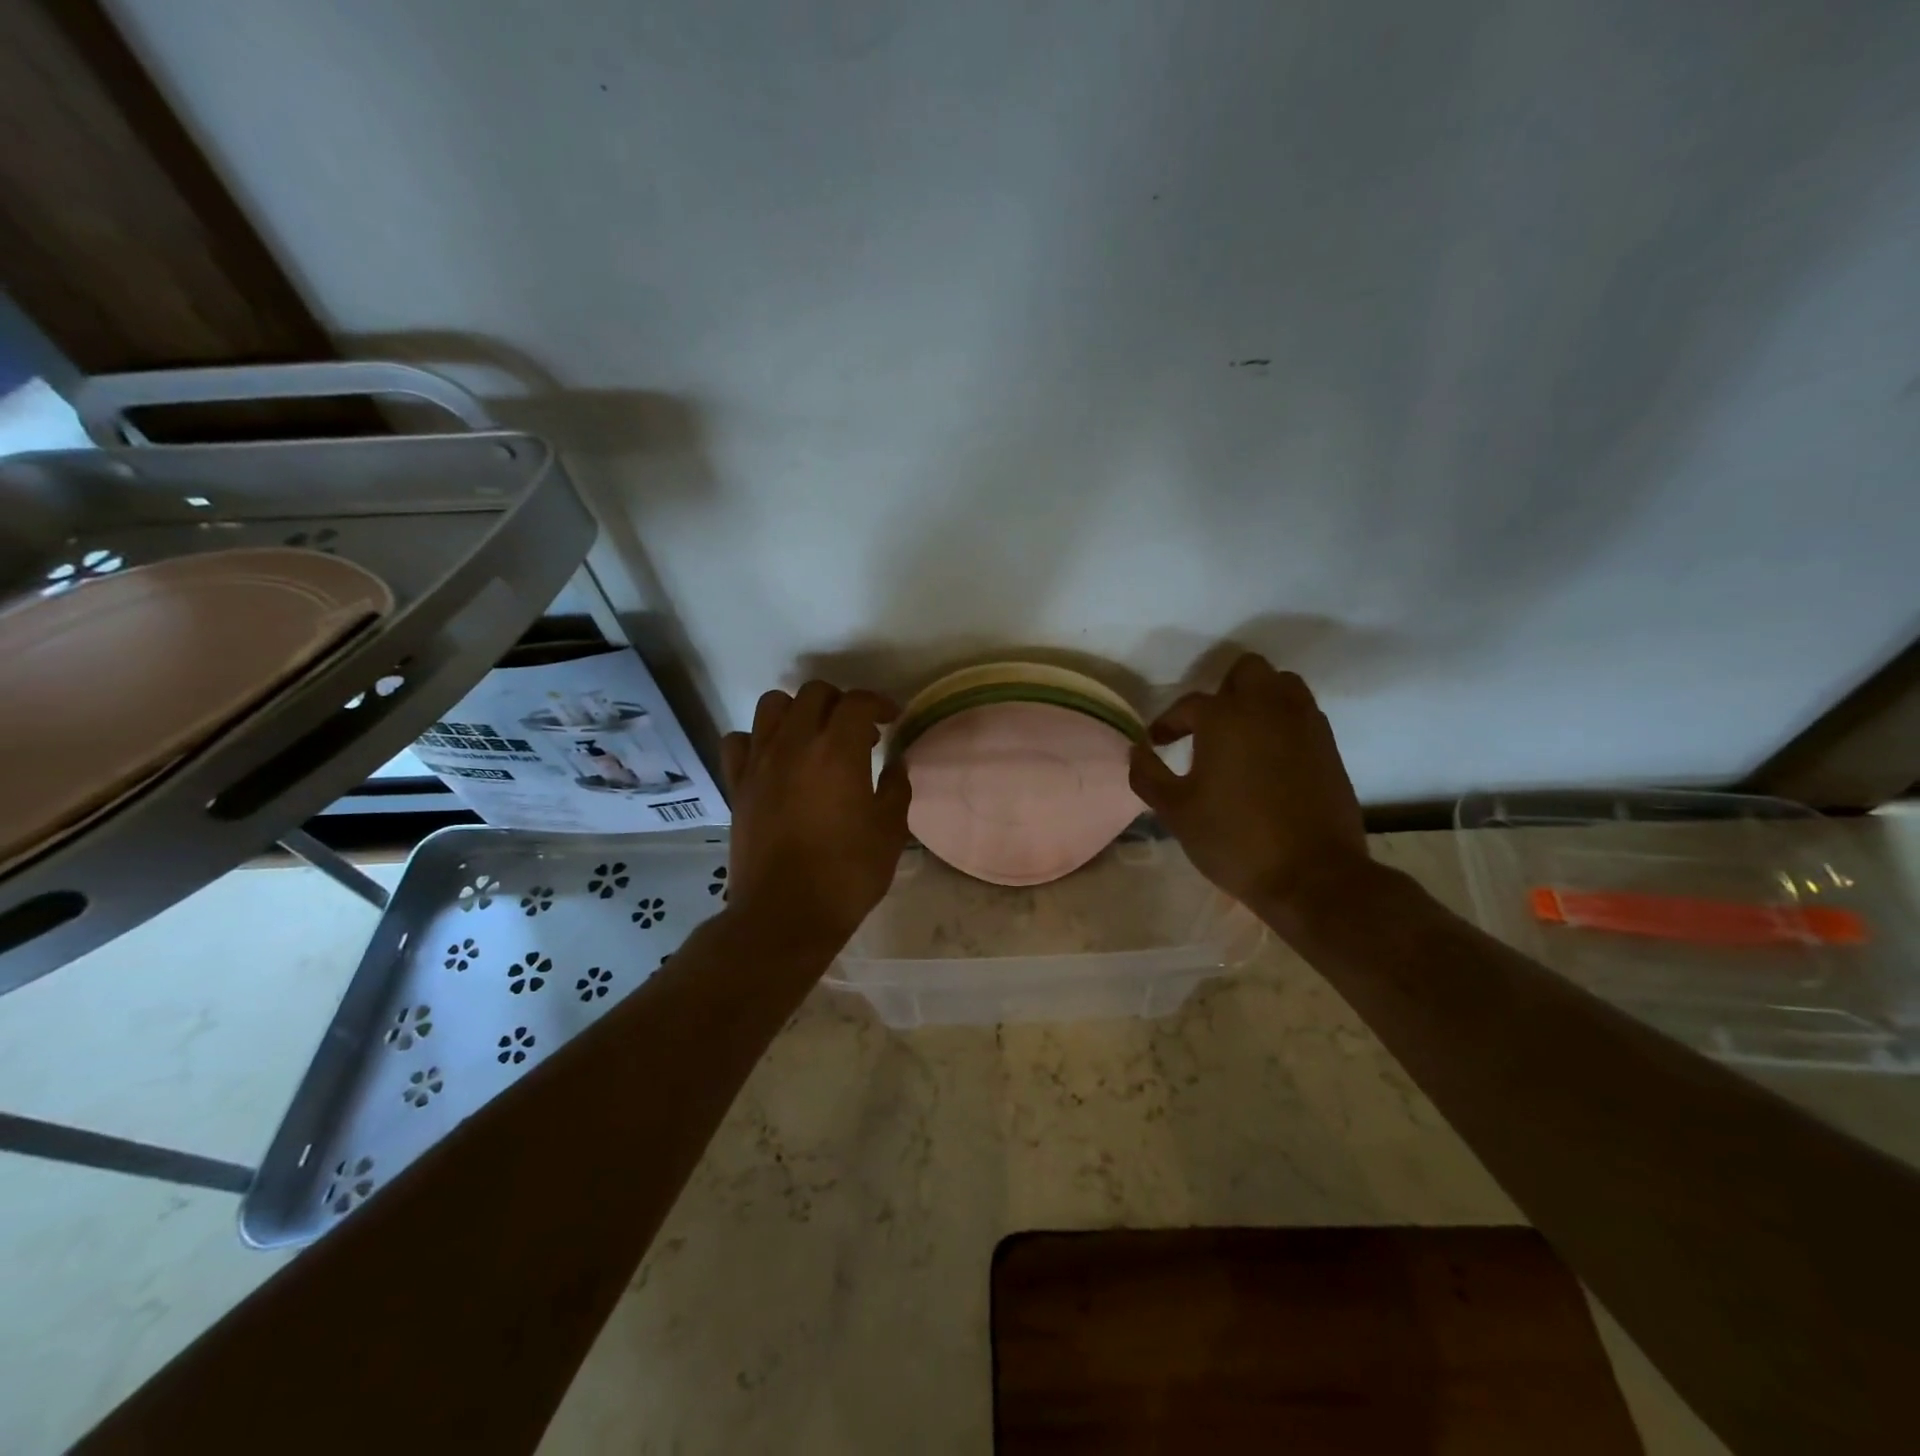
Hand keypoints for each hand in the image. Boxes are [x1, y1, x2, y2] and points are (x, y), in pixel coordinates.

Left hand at [720, 682, 911, 954]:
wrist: (785, 914)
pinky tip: (774, 759)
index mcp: (837, 751)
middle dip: (841, 703)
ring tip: (814, 737)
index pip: (857, 702)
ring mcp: (759, 762)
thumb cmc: (847, 874)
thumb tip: (895, 764)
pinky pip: (740, 741)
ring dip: (798, 711)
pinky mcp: (737, 784)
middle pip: (814, 693)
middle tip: (858, 732)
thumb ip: (896, 788)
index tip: (892, 719)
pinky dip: (758, 739)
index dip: (879, 703)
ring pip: (772, 705)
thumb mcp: (890, 831)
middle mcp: (794, 743)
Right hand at [1128, 654, 1369, 927]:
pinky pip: (1303, 713)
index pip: (1189, 704)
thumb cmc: (1234, 840)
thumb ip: (1147, 775)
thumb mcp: (1176, 811)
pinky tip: (1270, 755)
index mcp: (1225, 718)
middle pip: (1247, 671)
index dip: (1168, 722)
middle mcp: (1268, 708)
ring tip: (1242, 734)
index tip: (1157, 742)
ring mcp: (1305, 724)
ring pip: (1283, 685)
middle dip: (1223, 691)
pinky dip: (1283, 721)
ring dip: (1259, 698)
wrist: (1311, 875)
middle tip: (1208, 726)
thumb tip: (1137, 751)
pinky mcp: (1329, 746)